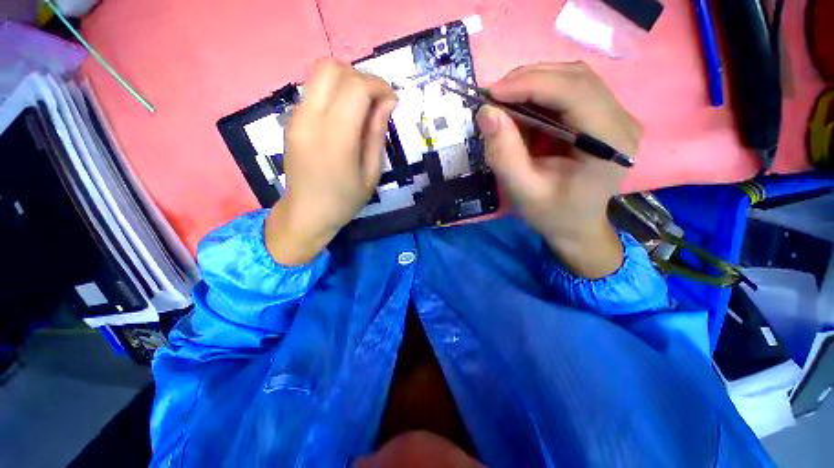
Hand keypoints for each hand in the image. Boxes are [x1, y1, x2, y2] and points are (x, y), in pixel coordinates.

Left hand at [266, 60, 396, 264]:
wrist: (303, 214)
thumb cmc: (342, 199)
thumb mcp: (372, 171)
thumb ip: (378, 130)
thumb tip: (388, 99)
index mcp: (334, 136)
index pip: (357, 85)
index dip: (379, 85)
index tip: (390, 102)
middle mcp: (310, 119)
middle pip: (331, 67)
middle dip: (358, 75)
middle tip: (370, 98)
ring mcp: (296, 117)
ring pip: (319, 72)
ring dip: (344, 79)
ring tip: (356, 104)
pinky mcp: (291, 119)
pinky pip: (313, 89)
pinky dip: (331, 91)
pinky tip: (339, 114)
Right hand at [477, 62, 640, 277]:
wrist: (582, 224)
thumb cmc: (557, 214)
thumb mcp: (525, 193)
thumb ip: (505, 153)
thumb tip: (487, 110)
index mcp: (611, 145)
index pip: (575, 93)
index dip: (531, 84)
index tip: (493, 94)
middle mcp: (623, 122)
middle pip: (576, 77)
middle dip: (530, 78)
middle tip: (497, 96)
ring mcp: (620, 113)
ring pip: (575, 73)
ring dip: (537, 78)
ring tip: (512, 98)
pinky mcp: (611, 109)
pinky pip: (577, 80)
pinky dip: (547, 83)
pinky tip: (531, 100)